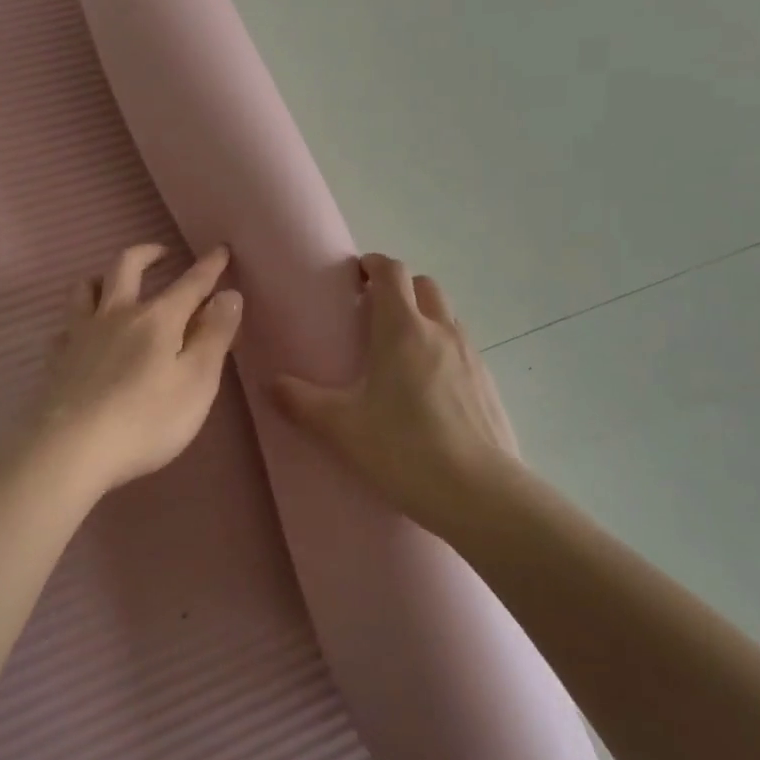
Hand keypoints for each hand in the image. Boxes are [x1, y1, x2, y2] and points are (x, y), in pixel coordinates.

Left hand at [18, 243, 242, 493]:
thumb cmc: (146, 420)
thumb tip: (229, 294)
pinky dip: (79, 319)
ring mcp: (81, 333)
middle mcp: (117, 314)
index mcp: (157, 319)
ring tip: (115, 284)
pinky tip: (84, 334)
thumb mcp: (196, 382)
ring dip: (105, 276)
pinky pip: (67, 324)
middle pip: (128, 266)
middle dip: (148, 253)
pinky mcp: (58, 357)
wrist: (70, 449)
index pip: (190, 283)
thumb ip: (214, 336)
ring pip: (87, 286)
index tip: (221, 249)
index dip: (209, 266)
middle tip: (162, 253)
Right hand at [274, 254, 530, 537]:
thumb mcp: (340, 427)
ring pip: (448, 315)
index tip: (354, 276)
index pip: (392, 272)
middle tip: (372, 312)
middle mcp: (441, 331)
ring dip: (424, 316)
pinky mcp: (489, 385)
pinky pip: (462, 348)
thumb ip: (300, 401)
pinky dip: (442, 348)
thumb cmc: (404, 449)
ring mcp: (471, 357)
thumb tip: (271, 383)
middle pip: (424, 286)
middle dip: (399, 288)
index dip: (372, 265)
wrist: (480, 495)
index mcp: (403, 329)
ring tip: (399, 349)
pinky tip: (427, 387)